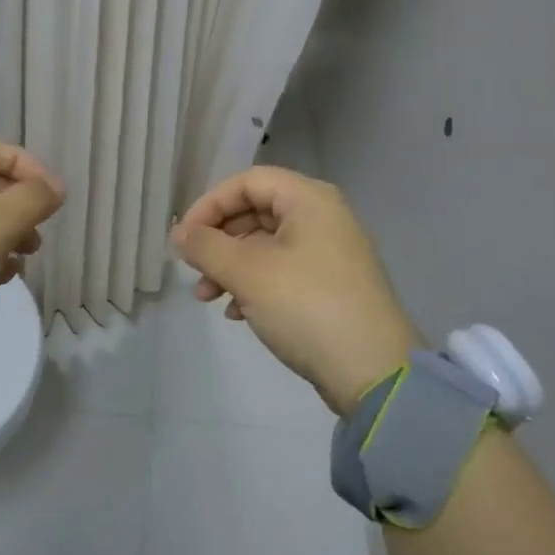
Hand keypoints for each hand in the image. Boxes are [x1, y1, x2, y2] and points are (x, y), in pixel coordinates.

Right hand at [172, 167, 420, 415]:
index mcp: (309, 199)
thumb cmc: (307, 307)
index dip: (210, 204)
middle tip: (193, 271)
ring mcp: (330, 251)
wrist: (374, 373)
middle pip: (256, 212)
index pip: (247, 182)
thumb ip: (207, 247)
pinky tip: (237, 313)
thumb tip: (180, 233)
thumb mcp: (248, 273)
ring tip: (208, 298)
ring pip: (266, 244)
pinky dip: (255, 284)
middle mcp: (323, 216)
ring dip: (231, 266)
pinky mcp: (331, 284)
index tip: (184, 238)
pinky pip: (283, 270)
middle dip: (218, 241)